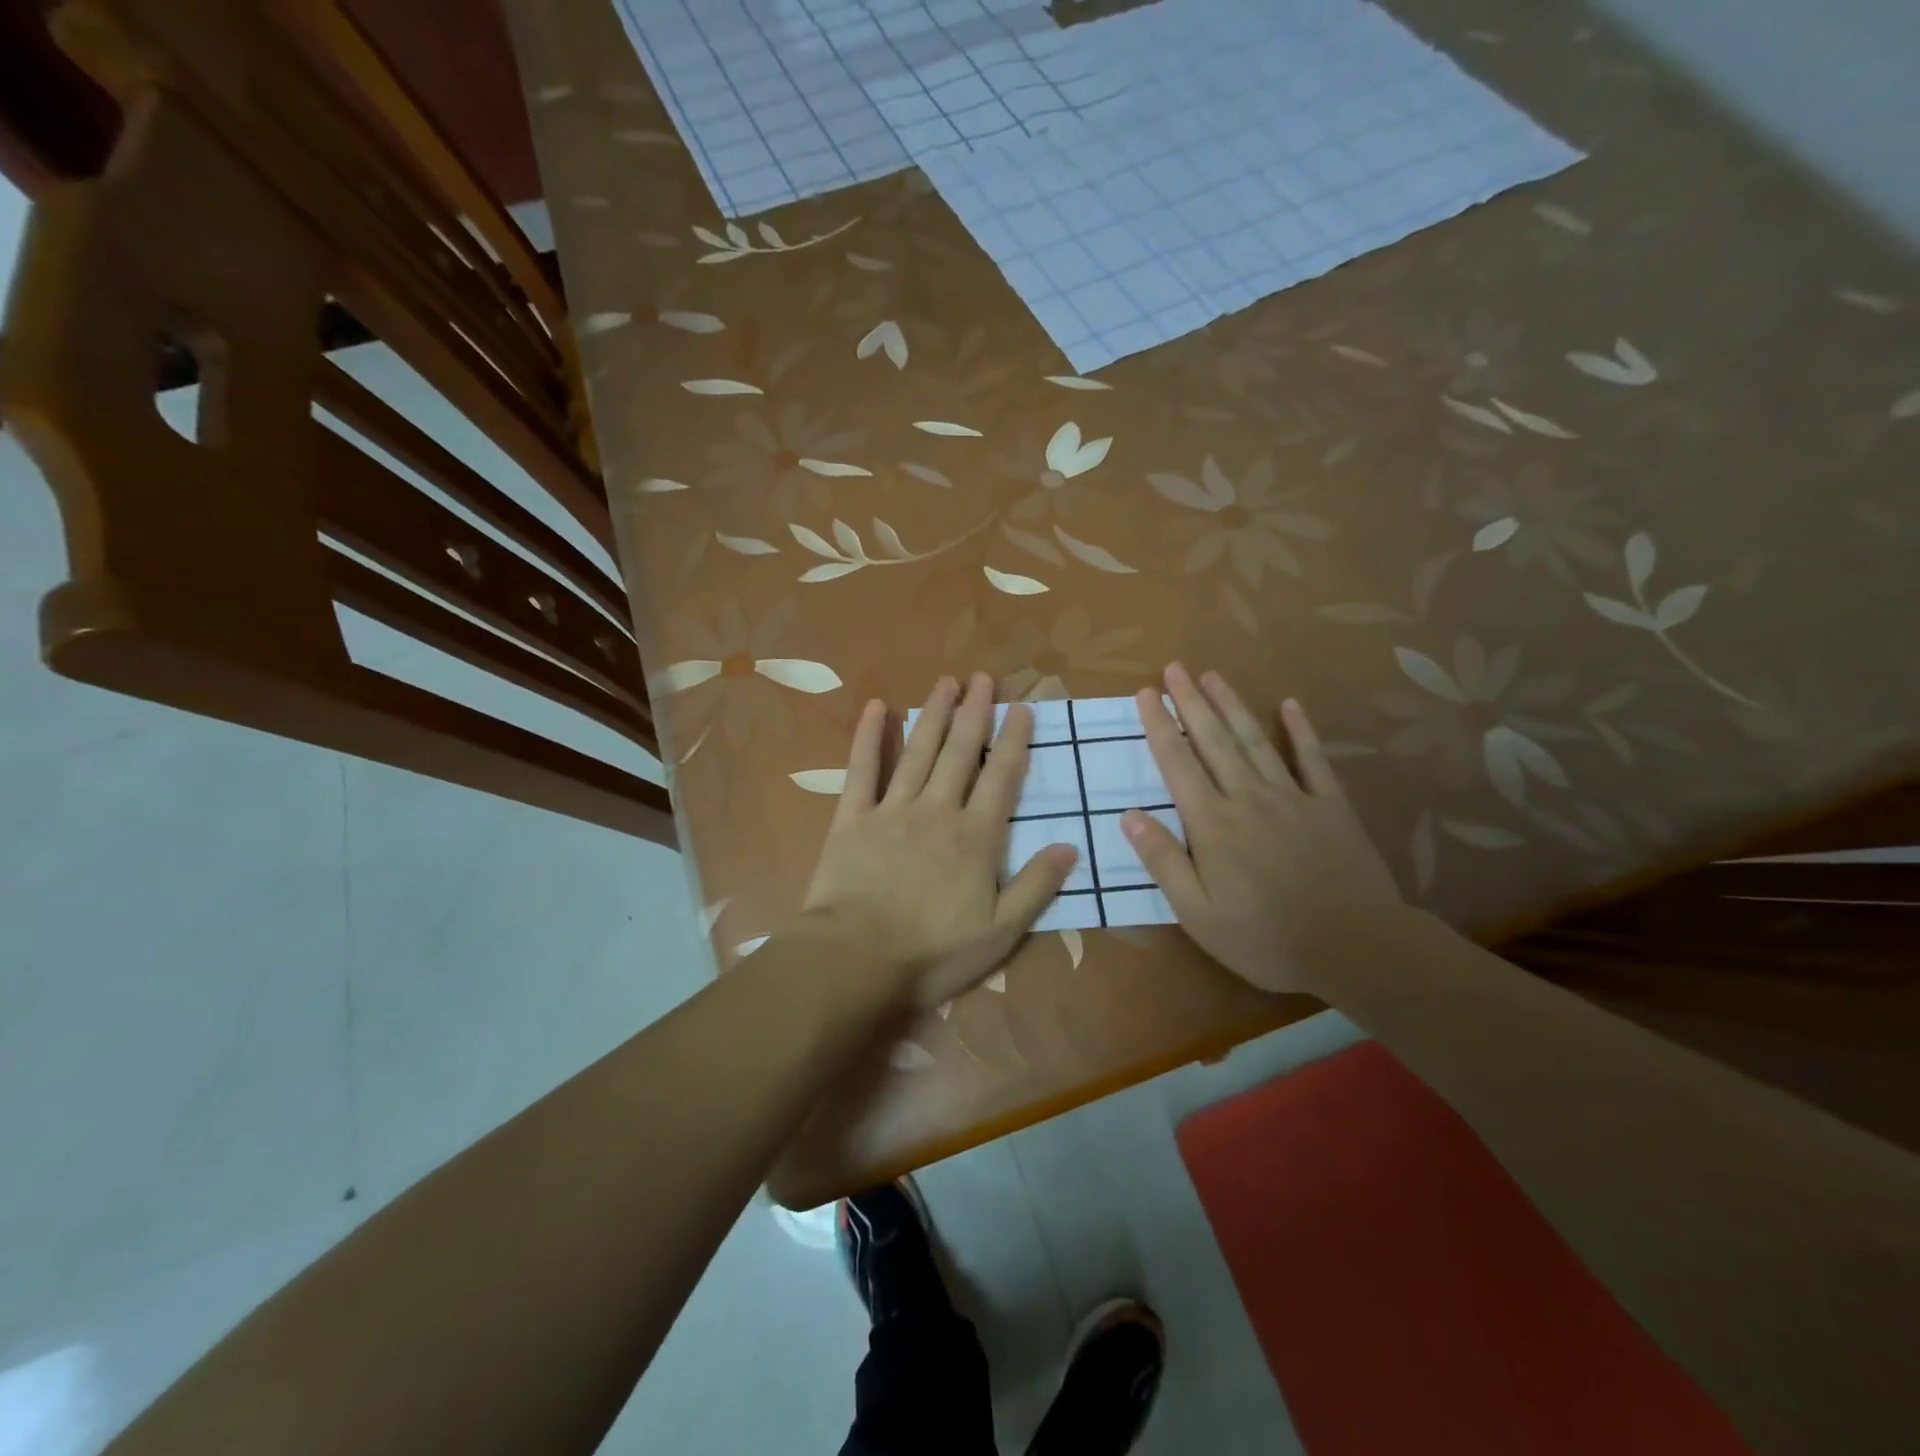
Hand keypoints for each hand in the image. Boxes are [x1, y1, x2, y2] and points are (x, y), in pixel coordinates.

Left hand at [798, 673, 1078, 1010]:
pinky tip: (875, 707)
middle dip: (975, 712)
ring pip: (918, 752)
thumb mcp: (1000, 932)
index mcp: (976, 838)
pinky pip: (862, 770)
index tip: (1022, 708)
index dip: (1014, 740)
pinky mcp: (852, 819)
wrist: (856, 959)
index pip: (1002, 777)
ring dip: (934, 714)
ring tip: (947, 682)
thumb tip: (1070, 846)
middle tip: (984, 678)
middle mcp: (938, 811)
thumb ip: (1036, 886)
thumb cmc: (933, 952)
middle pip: (960, 752)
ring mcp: (892, 810)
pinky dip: (868, 737)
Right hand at [1123, 664, 1400, 994]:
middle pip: (1213, 740)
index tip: (1147, 693)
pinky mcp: (1330, 806)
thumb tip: (1128, 815)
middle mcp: (1248, 798)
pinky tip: (1290, 705)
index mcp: (1212, 824)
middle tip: (1175, 667)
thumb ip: (1163, 861)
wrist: (1355, 946)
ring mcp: (1293, 797)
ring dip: (1232, 705)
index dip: (1159, 726)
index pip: (1177, 763)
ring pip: (1255, 740)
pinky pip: (1312, 759)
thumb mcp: (1198, 913)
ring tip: (1213, 675)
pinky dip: (1300, 730)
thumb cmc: (1265, 937)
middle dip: (1191, 701)